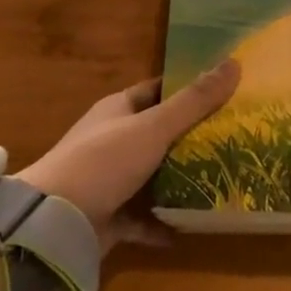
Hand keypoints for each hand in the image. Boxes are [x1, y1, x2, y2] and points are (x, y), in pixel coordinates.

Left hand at [17, 59, 239, 253]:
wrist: (54, 222)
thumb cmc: (104, 161)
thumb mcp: (154, 127)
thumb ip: (194, 101)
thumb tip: (234, 63)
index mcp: (119, 110)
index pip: (158, 91)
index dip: (188, 89)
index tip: (225, 92)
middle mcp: (114, 140)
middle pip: (160, 134)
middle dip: (194, 137)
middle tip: (236, 139)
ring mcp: (111, 180)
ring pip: (155, 176)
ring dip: (182, 181)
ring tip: (224, 180)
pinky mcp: (111, 216)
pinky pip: (145, 217)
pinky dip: (165, 222)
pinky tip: (192, 227)